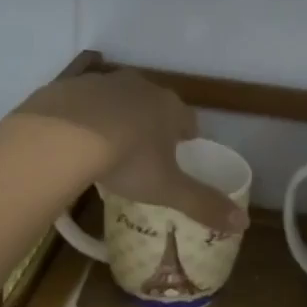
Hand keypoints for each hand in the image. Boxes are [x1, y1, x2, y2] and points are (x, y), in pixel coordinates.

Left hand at [15, 70, 248, 232]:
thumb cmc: (127, 160)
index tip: (181, 152)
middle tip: (144, 153)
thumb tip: (244, 223)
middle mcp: (139, 87)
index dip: (186, 136)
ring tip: (107, 147)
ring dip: (116, 118)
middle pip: (153, 104)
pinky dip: (82, 118)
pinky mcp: (69, 87)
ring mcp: (102, 83)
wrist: (63, 137)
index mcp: (168, 107)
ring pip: (116, 100)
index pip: (187, 119)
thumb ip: (204, 204)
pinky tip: (73, 140)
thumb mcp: (168, 188)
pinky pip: (82, 103)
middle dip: (151, 124)